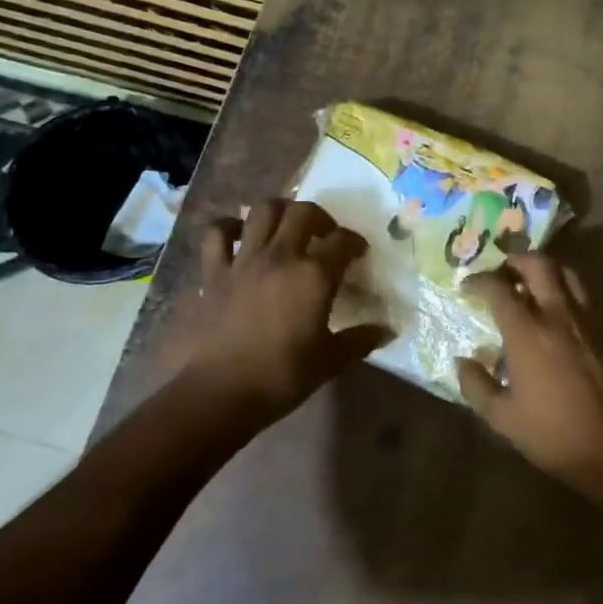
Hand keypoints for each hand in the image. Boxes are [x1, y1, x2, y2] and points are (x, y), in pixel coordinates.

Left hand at [178, 199, 389, 424]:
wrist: (220, 393)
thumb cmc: (282, 376)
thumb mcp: (330, 360)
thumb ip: (361, 339)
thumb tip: (389, 330)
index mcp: (314, 276)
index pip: (343, 241)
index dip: (355, 242)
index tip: (359, 253)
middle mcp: (281, 256)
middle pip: (304, 212)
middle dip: (320, 217)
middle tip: (325, 234)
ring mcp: (244, 260)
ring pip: (263, 210)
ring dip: (280, 211)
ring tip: (287, 226)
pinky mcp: (213, 272)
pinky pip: (217, 233)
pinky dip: (229, 227)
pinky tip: (240, 235)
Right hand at [456, 254, 602, 484]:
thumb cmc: (549, 431)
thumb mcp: (501, 415)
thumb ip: (476, 384)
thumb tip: (461, 361)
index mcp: (527, 333)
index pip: (499, 289)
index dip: (479, 281)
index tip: (467, 285)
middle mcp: (557, 315)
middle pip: (538, 265)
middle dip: (516, 260)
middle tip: (501, 272)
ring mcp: (583, 320)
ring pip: (565, 274)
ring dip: (543, 270)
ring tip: (527, 284)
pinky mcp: (601, 331)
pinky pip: (580, 295)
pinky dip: (562, 289)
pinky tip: (552, 311)